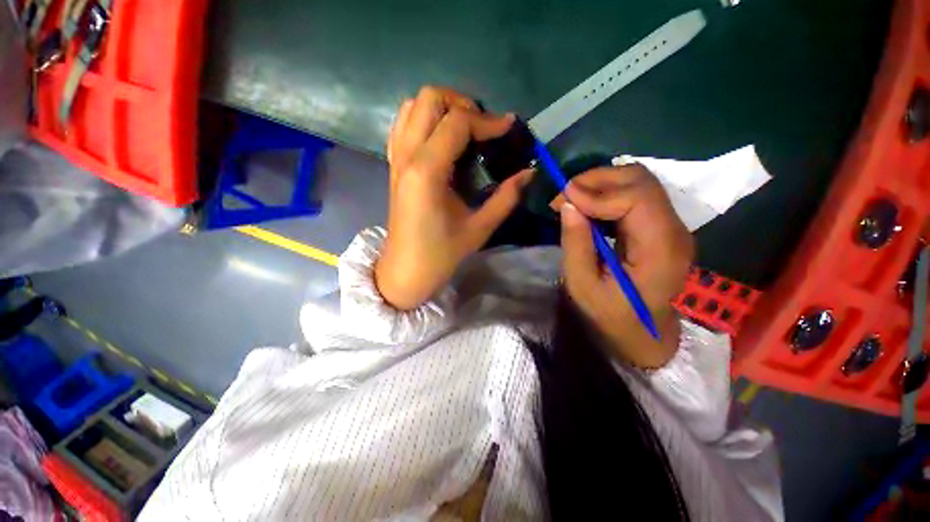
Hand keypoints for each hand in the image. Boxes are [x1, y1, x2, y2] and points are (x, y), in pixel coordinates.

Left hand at [376, 87, 532, 309]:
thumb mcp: (479, 228)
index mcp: (427, 172)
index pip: (457, 122)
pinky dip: (423, 119)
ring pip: (412, 106)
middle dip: (462, 104)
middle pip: (429, 99)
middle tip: (483, 127)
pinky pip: (403, 125)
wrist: (406, 270)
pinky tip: (441, 139)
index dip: (487, 121)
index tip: (509, 129)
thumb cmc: (441, 254)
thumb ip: (506, 197)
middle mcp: (407, 156)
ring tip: (464, 129)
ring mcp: (396, 159)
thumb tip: (530, 171)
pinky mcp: (393, 165)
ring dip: (441, 108)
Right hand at [553, 165, 693, 368]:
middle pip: (641, 180)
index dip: (596, 192)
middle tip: (564, 195)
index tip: (562, 200)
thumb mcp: (583, 286)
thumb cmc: (611, 316)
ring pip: (639, 182)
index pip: (636, 198)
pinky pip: (635, 195)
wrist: (643, 333)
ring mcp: (671, 226)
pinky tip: (588, 206)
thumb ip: (576, 244)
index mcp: (661, 250)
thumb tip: (569, 204)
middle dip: (597, 179)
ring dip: (601, 184)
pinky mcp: (660, 226)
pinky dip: (607, 193)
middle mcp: (674, 230)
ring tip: (572, 199)